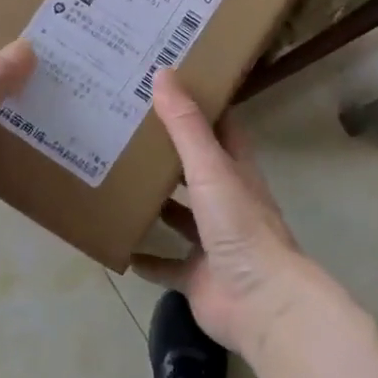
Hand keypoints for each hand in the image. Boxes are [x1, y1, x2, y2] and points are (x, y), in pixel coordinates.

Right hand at [131, 71, 318, 359]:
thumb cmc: (240, 227)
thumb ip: (186, 126)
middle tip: (126, 132)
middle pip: (195, 173)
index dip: (199, 109)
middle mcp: (226, 205)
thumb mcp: (211, 169)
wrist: (261, 303)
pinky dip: (146, 258)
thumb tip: (163, 73)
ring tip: (116, 183)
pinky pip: (166, 265)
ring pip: (179, 218)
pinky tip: (120, 246)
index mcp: (236, 174)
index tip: (168, 88)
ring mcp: (212, 243)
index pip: (221, 131)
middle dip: (167, 156)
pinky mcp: (196, 277)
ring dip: (155, 205)